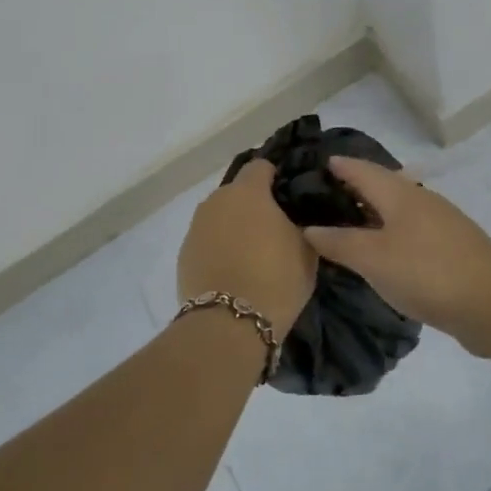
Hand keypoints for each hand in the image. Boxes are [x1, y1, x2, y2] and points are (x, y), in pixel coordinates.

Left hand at [177, 159, 316, 337]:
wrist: (229, 323)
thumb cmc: (276, 278)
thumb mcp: (307, 248)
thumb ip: (301, 224)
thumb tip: (295, 220)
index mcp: (248, 191)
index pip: (262, 166)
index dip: (277, 178)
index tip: (290, 198)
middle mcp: (216, 201)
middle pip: (238, 193)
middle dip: (255, 205)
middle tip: (275, 229)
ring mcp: (195, 228)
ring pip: (221, 218)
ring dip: (235, 228)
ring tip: (254, 254)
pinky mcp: (183, 255)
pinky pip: (208, 242)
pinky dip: (220, 250)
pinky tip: (234, 272)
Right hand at [301, 157, 490, 341]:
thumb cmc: (427, 272)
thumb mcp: (373, 258)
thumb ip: (339, 242)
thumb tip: (308, 228)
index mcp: (400, 194)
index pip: (362, 169)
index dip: (338, 165)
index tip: (314, 163)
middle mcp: (421, 201)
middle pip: (382, 186)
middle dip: (354, 188)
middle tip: (321, 198)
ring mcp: (441, 224)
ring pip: (398, 210)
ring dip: (372, 213)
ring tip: (346, 226)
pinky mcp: (452, 249)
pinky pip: (411, 232)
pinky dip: (389, 234)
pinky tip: (382, 254)